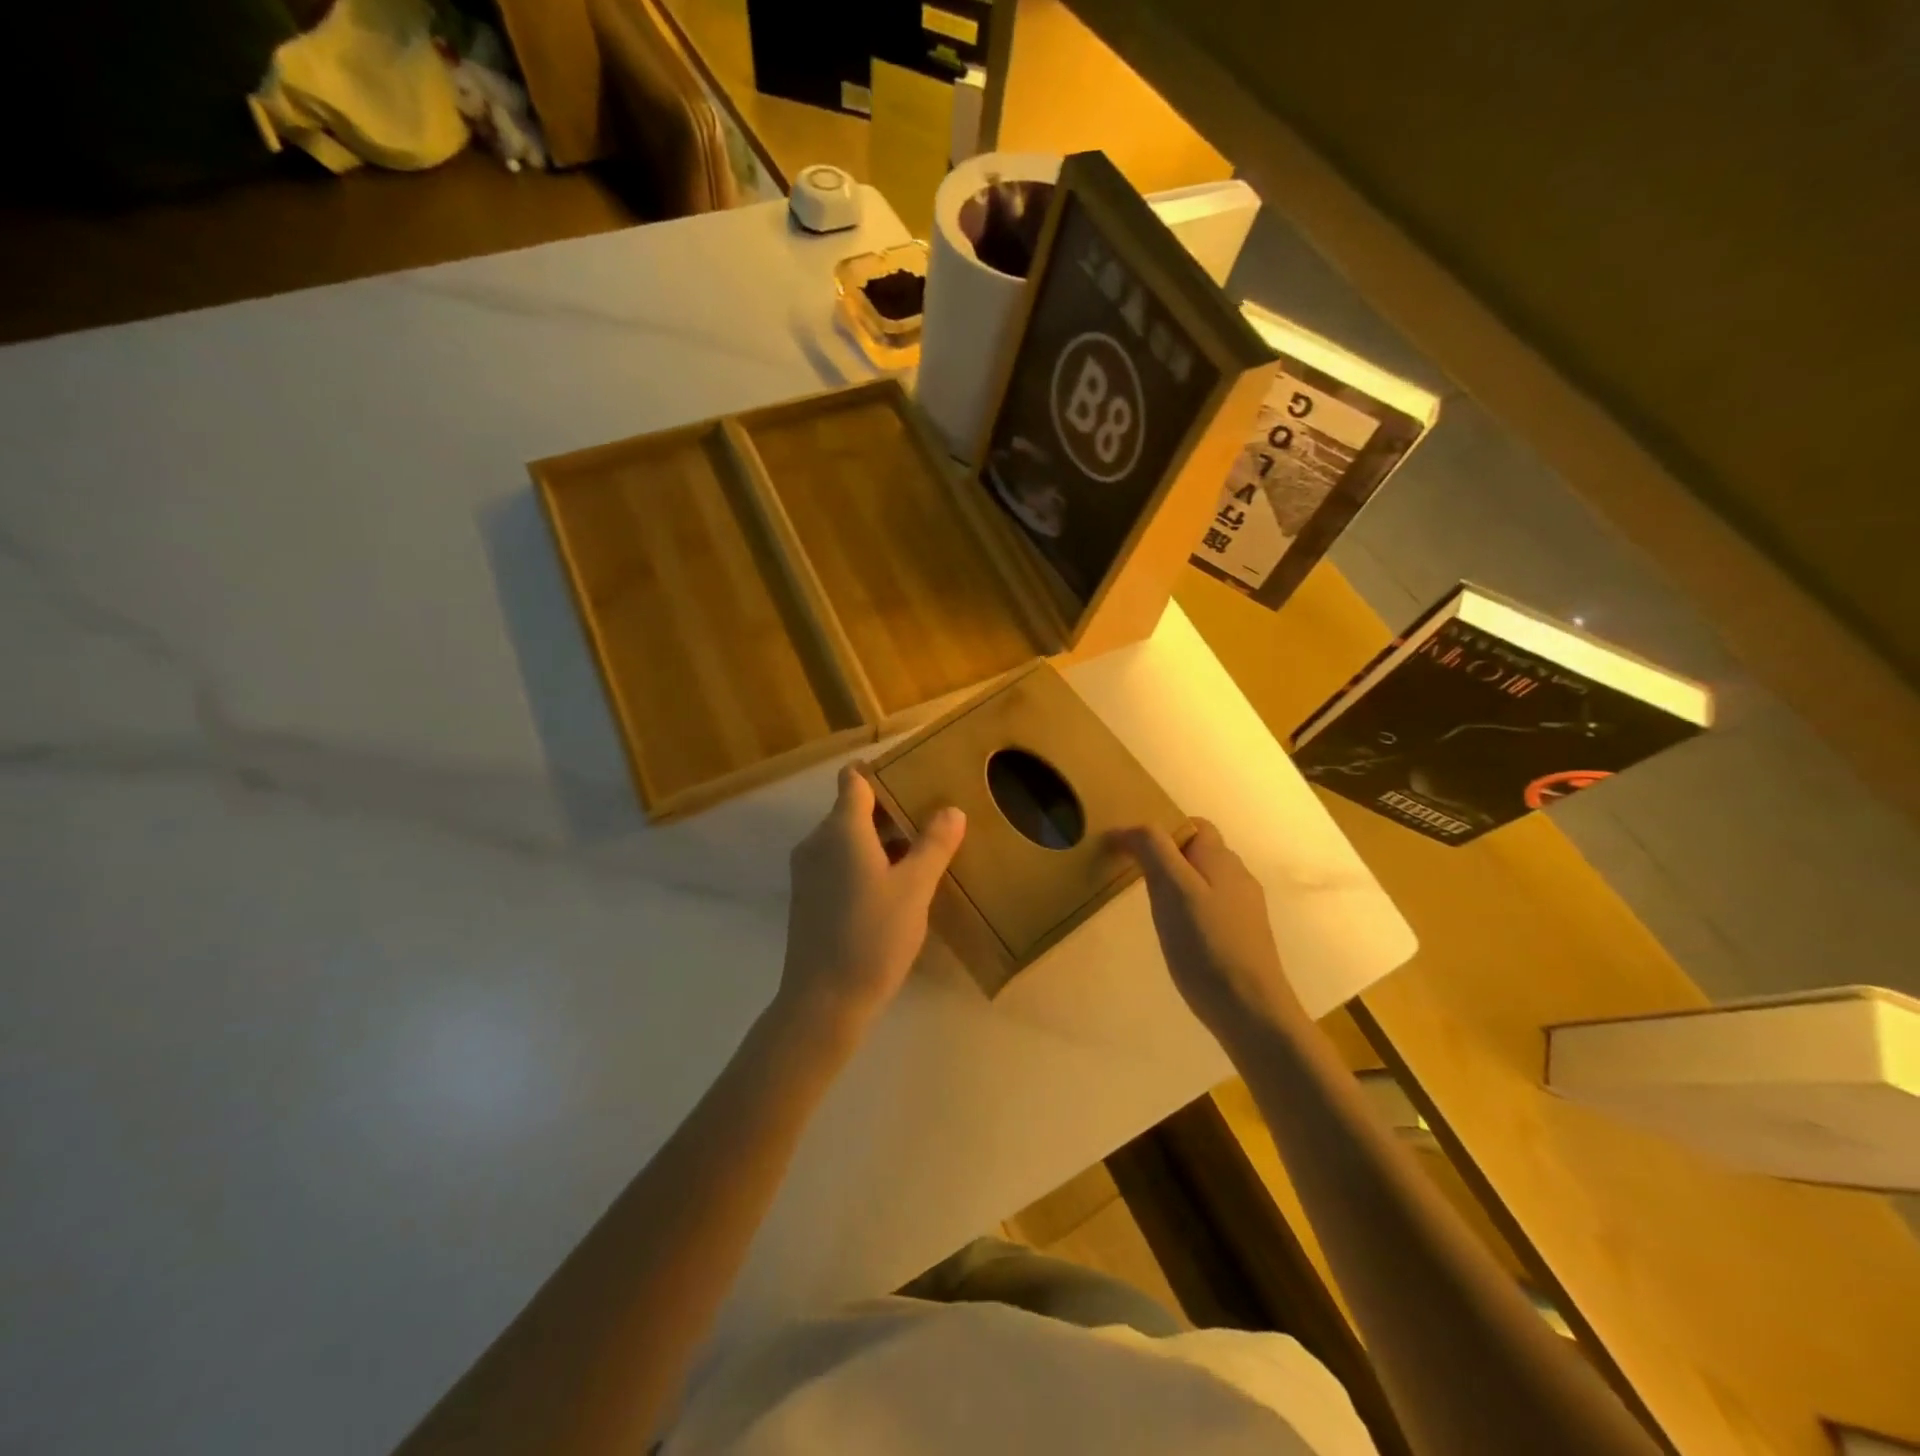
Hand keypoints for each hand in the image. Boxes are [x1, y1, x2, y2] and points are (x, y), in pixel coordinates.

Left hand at [778, 764, 965, 1039]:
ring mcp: (809, 870)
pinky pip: (839, 861)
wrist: (823, 1001)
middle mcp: (818, 841)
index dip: (881, 771)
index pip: (854, 779)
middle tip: (932, 817)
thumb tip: (951, 810)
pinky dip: (866, 861)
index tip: (914, 774)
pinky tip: (896, 884)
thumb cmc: (872, 936)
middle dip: (891, 809)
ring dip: (881, 839)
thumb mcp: (915, 889)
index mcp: (841, 829)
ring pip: (848, 837)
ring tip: (922, 851)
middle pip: (853, 808)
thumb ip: (933, 845)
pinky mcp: (808, 896)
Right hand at [1116, 819, 1305, 1042]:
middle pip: (1200, 853)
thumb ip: (1153, 849)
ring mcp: (1244, 910)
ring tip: (1151, 906)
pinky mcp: (1243, 938)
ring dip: (1178, 884)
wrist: (1249, 1009)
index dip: (1163, 831)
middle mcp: (1238, 877)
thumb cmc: (1205, 943)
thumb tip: (1130, 828)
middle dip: (1168, 857)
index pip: (1194, 826)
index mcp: (1221, 859)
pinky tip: (1177, 934)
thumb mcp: (1172, 888)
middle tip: (1135, 877)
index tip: (1132, 851)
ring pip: (1206, 881)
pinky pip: (1211, 908)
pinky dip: (1190, 910)